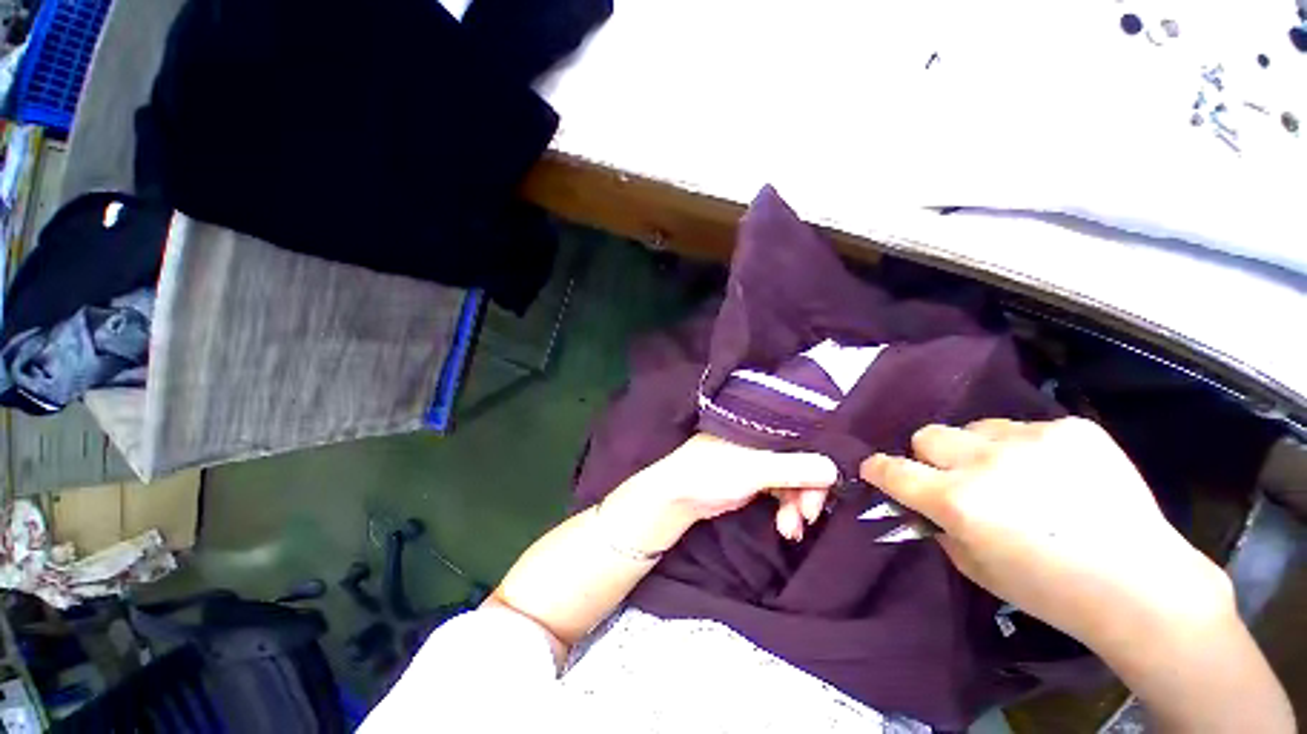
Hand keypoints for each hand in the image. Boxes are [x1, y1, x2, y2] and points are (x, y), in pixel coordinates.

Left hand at [616, 434, 837, 549]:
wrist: (679, 496)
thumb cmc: (711, 472)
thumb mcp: (754, 470)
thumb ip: (793, 468)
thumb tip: (835, 469)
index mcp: (762, 425)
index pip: (803, 436)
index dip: (820, 460)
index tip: (828, 488)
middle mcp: (764, 438)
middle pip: (801, 460)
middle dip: (809, 490)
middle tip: (809, 514)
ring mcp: (760, 458)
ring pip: (794, 479)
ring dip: (798, 505)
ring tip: (791, 529)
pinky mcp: (756, 477)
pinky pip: (782, 491)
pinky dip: (787, 509)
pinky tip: (786, 528)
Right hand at [859, 418, 1232, 649]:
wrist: (1140, 584)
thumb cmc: (1048, 589)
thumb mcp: (974, 566)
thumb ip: (938, 525)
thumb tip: (921, 502)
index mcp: (958, 500)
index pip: (893, 470)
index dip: (878, 468)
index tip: (875, 469)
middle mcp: (985, 463)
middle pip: (927, 435)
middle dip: (930, 456)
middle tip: (954, 477)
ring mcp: (1031, 440)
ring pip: (975, 427)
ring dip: (979, 449)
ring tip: (1013, 475)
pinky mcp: (1071, 429)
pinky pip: (1026, 428)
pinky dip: (1027, 449)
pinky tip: (1056, 475)